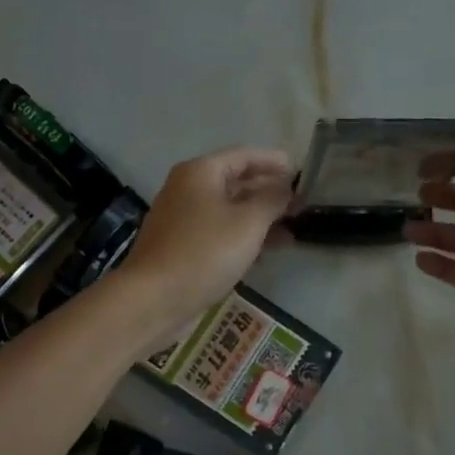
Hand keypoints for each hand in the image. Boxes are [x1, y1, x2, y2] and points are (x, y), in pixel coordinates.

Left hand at [119, 147, 293, 344]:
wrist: (154, 298)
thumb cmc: (205, 252)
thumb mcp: (248, 222)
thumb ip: (272, 200)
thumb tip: (286, 189)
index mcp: (200, 172)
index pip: (244, 156)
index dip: (273, 162)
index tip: (300, 171)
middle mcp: (187, 189)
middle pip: (235, 182)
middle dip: (268, 193)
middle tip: (301, 204)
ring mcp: (181, 220)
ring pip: (228, 211)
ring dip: (259, 219)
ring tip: (291, 233)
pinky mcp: (181, 247)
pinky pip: (218, 233)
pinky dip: (242, 238)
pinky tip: (264, 254)